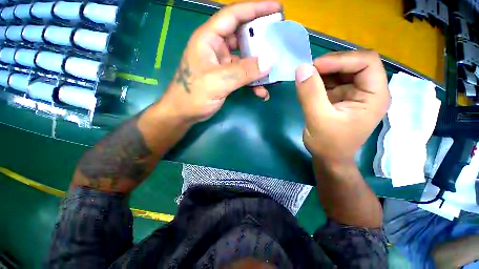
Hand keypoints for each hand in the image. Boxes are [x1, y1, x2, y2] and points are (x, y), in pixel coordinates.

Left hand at [161, 1, 280, 122]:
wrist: (184, 113)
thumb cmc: (194, 95)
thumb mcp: (218, 82)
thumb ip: (242, 72)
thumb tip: (268, 63)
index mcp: (209, 39)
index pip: (233, 15)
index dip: (255, 8)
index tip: (276, 8)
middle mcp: (216, 48)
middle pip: (242, 36)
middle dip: (261, 40)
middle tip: (278, 42)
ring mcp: (222, 64)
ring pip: (245, 59)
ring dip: (258, 67)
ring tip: (273, 73)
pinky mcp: (225, 77)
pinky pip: (243, 75)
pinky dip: (252, 82)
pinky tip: (261, 92)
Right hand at [295, 51, 389, 162]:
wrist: (328, 158)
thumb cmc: (328, 144)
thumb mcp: (317, 119)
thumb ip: (310, 94)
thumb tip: (302, 68)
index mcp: (374, 95)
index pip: (366, 62)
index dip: (341, 59)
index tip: (314, 67)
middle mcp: (368, 90)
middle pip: (354, 63)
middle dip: (329, 65)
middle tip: (307, 72)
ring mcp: (354, 93)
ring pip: (340, 71)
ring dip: (322, 72)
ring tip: (305, 79)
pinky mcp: (341, 97)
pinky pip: (331, 81)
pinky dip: (318, 80)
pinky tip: (308, 86)